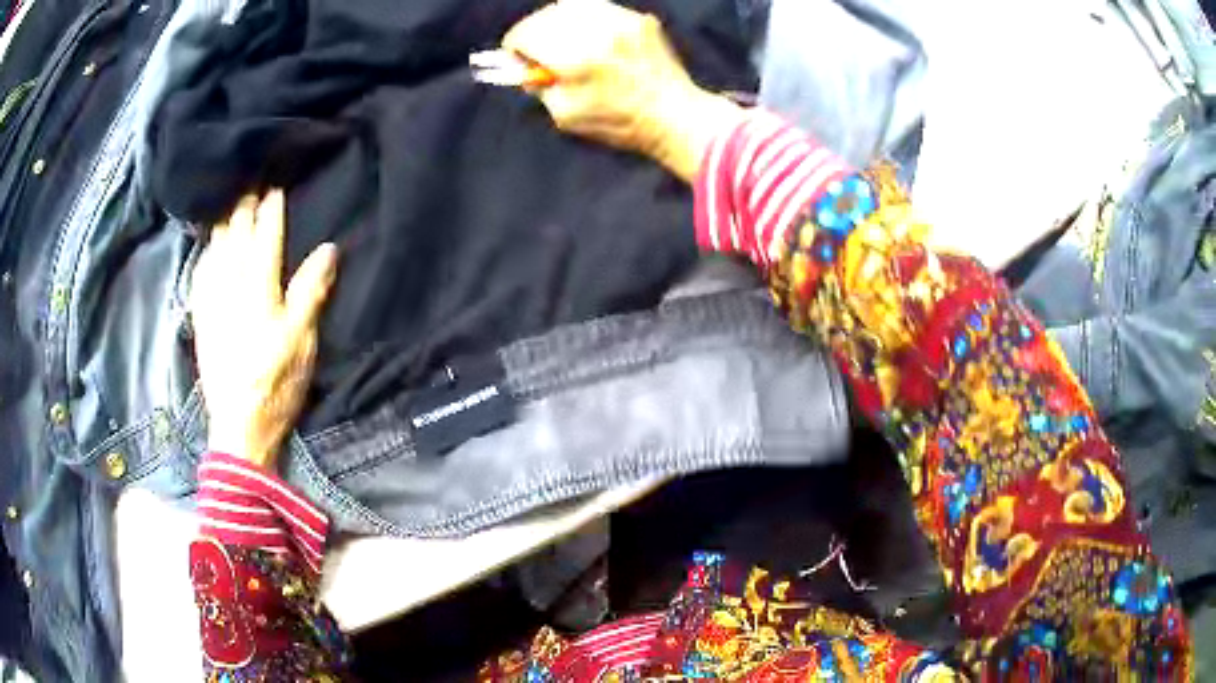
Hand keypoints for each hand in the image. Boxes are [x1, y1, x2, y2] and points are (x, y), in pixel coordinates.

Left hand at [190, 190, 337, 468]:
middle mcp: (231, 287)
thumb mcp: (302, 343)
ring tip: (229, 202)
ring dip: (223, 222)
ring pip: (215, 250)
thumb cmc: (276, 385)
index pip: (265, 238)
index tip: (275, 185)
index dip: (271, 211)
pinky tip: (209, 245)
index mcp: (259, 290)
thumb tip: (328, 249)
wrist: (238, 426)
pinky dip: (206, 252)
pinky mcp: (201, 318)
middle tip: (250, 181)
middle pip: (236, 237)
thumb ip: (310, 292)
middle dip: (243, 207)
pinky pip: (200, 273)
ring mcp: (211, 302)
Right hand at [503, 0, 743, 181]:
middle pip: (546, 15)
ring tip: (561, 40)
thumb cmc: (618, 123)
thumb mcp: (565, 115)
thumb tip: (525, 66)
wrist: (676, 115)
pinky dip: (585, 19)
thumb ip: (540, 86)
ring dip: (558, 21)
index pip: (526, 34)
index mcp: (575, 58)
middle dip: (534, 31)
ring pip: (571, 5)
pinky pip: (598, 8)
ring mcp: (621, 20)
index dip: (515, 46)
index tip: (516, 56)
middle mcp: (596, 31)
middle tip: (535, 49)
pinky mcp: (638, 18)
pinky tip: (590, 37)